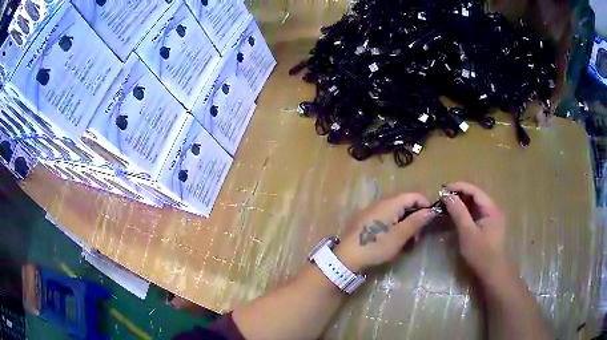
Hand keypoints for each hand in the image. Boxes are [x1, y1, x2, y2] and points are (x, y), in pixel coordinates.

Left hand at [335, 193, 436, 271]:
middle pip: (405, 202)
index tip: (431, 220)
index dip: (425, 205)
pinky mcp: (368, 219)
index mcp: (390, 203)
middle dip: (416, 215)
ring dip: (406, 222)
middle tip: (419, 234)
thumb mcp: (399, 236)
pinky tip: (395, 239)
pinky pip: (388, 217)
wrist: (347, 257)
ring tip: (408, 239)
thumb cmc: (375, 246)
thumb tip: (431, 210)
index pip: (414, 195)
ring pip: (397, 211)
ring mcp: (373, 210)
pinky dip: (396, 225)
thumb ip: (416, 221)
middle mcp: (382, 202)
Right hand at [442, 182, 509, 282]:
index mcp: (491, 209)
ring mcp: (491, 219)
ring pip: (475, 206)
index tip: (444, 190)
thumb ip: (459, 212)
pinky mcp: (487, 227)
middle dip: (459, 195)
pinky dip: (465, 213)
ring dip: (461, 204)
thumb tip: (448, 196)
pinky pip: (475, 214)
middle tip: (443, 198)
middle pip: (475, 196)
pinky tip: (455, 216)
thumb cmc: (480, 253)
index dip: (459, 187)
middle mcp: (493, 210)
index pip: (475, 191)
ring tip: (447, 206)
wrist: (491, 272)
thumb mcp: (467, 232)